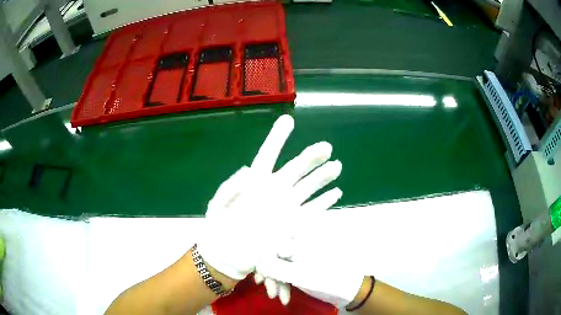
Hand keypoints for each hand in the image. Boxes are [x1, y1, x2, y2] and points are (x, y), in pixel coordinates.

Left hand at [197, 115, 342, 280]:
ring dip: (323, 177)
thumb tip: (248, 170)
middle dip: (311, 157)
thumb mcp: (218, 205)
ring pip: (308, 187)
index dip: (278, 137)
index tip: (288, 120)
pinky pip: (312, 210)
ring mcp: (285, 206)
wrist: (228, 254)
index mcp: (256, 181)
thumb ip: (231, 188)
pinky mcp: (292, 224)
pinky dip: (324, 202)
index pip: (268, 154)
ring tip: (336, 166)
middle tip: (326, 148)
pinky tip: (336, 193)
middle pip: (296, 168)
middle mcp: (274, 189)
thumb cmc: (219, 226)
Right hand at [254, 212, 364, 307]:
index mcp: (301, 239)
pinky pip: (284, 270)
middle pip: (274, 255)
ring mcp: (299, 254)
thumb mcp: (302, 276)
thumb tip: (258, 263)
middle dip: (270, 275)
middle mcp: (299, 242)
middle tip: (270, 292)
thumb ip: (278, 269)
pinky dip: (281, 282)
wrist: (349, 290)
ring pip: (278, 264)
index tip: (261, 279)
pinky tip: (281, 295)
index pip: (273, 245)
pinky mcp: (300, 264)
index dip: (264, 262)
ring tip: (275, 296)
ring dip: (275, 281)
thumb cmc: (328, 280)